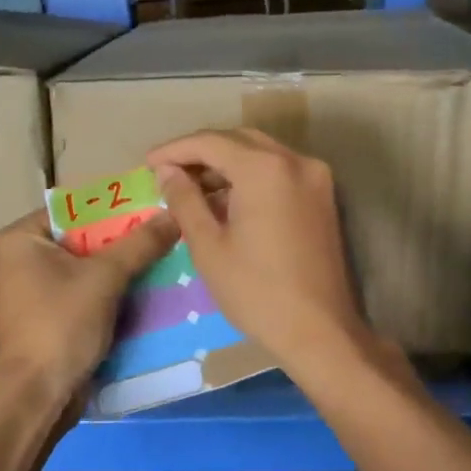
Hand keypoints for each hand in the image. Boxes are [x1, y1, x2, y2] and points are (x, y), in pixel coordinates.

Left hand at [0, 206, 179, 405]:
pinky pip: (90, 295)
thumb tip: (173, 213)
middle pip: (86, 239)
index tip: (156, 206)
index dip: (117, 207)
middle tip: (169, 233)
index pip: (76, 208)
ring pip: (91, 269)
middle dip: (126, 241)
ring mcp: (38, 291)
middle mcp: (25, 259)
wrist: (37, 396)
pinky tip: (153, 290)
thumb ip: (140, 244)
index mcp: (23, 238)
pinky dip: (116, 294)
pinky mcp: (54, 318)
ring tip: (169, 258)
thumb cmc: (61, 324)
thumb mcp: (105, 278)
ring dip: (126, 269)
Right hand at [148, 129, 372, 379]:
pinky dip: (249, 176)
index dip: (175, 150)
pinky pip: (278, 171)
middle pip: (238, 140)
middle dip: (200, 152)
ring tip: (191, 187)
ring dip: (225, 163)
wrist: (319, 330)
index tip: (148, 163)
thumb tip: (167, 172)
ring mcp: (314, 177)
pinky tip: (225, 199)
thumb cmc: (255, 291)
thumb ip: (185, 200)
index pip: (211, 142)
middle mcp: (295, 161)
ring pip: (260, 154)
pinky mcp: (322, 197)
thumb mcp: (209, 246)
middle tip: (168, 173)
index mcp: (265, 169)